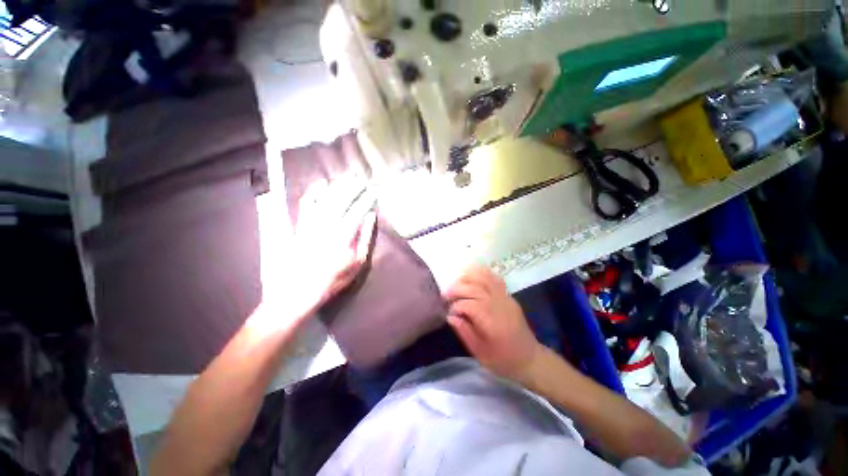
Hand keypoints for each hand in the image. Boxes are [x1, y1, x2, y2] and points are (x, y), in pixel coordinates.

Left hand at [285, 178, 375, 317]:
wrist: (301, 289)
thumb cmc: (335, 277)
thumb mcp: (358, 262)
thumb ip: (365, 237)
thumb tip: (370, 217)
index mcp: (344, 235)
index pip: (357, 210)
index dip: (366, 199)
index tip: (373, 192)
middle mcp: (328, 225)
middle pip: (341, 200)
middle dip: (352, 187)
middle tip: (361, 180)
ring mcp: (312, 223)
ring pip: (325, 199)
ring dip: (337, 186)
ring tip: (346, 178)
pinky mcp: (301, 225)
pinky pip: (306, 204)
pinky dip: (314, 192)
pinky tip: (321, 184)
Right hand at [444, 266, 542, 380]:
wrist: (530, 359)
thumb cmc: (503, 360)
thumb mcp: (479, 353)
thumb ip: (464, 332)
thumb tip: (450, 316)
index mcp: (490, 321)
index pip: (467, 304)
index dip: (455, 306)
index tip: (448, 312)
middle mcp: (498, 305)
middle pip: (474, 288)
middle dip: (457, 288)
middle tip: (446, 294)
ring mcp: (505, 298)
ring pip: (485, 278)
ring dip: (468, 277)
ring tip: (457, 281)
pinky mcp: (509, 296)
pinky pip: (495, 279)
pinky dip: (483, 273)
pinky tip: (473, 275)